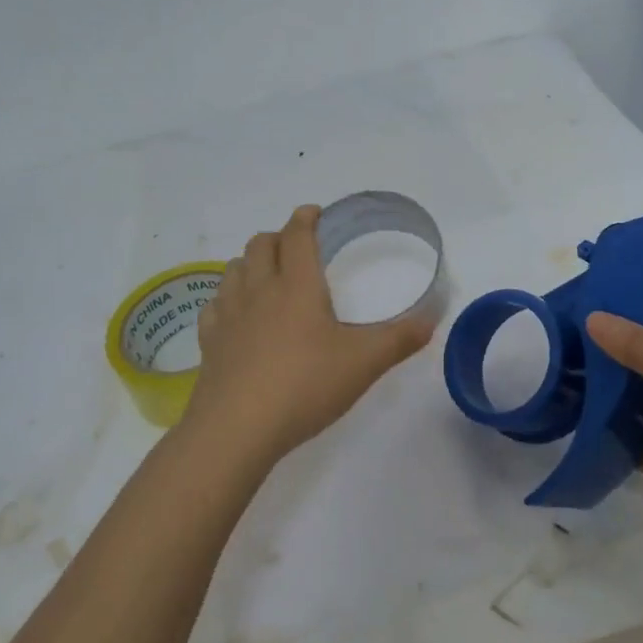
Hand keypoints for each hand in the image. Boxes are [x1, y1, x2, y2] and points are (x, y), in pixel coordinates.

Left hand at [180, 205, 436, 466]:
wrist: (237, 428)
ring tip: (266, 275)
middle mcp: (259, 290)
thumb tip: (432, 319)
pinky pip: (214, 306)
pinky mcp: (209, 342)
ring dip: (250, 263)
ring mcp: (229, 315)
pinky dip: (227, 299)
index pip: (297, 235)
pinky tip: (236, 316)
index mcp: (297, 285)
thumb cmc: (305, 385)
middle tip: (295, 246)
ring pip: (234, 269)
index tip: (314, 213)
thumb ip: (400, 339)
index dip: (305, 218)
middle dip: (278, 236)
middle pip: (260, 245)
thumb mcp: (364, 363)